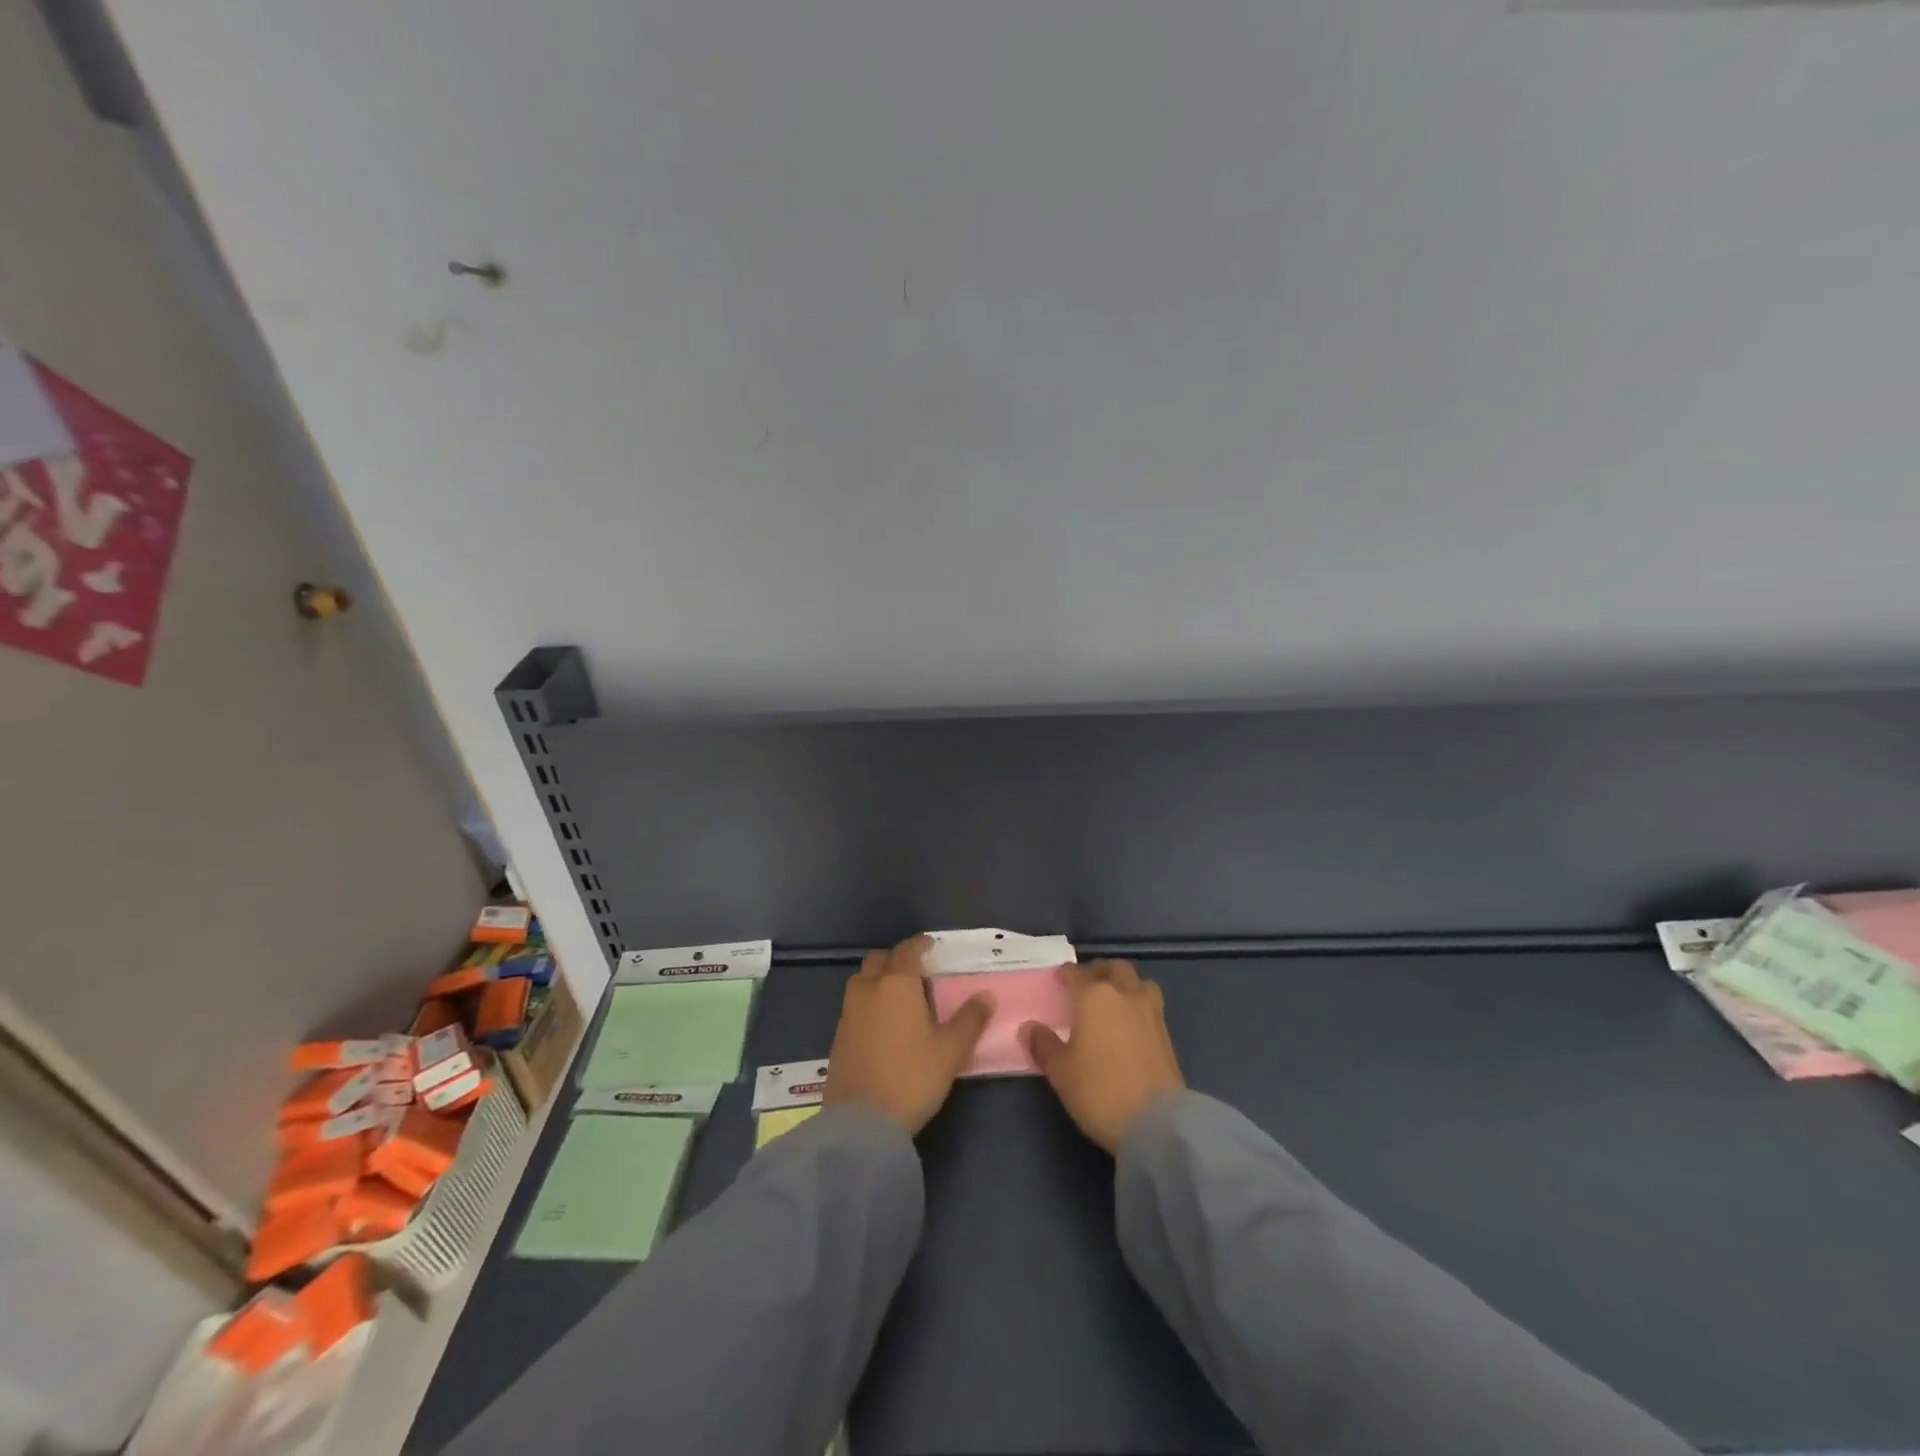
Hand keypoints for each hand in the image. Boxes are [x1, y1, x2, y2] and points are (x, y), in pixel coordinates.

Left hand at [824, 935, 993, 1134]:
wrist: (861, 1122)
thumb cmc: (912, 1077)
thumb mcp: (950, 1051)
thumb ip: (969, 1020)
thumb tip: (986, 996)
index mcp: (897, 984)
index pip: (908, 950)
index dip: (921, 944)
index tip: (932, 947)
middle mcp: (868, 989)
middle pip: (879, 959)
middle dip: (896, 959)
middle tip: (916, 973)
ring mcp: (848, 1012)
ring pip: (862, 981)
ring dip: (878, 980)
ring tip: (899, 998)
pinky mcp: (837, 1036)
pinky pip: (854, 1006)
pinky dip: (868, 1004)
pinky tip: (882, 1025)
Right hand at [1026, 960, 1184, 1152]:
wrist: (1156, 1123)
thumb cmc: (1099, 1090)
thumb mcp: (1060, 1072)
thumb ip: (1043, 1045)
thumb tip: (1029, 1027)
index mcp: (1094, 996)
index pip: (1077, 973)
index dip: (1065, 974)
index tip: (1058, 981)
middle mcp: (1124, 994)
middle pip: (1113, 968)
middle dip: (1098, 971)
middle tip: (1085, 985)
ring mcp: (1150, 1012)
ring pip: (1138, 982)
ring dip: (1124, 984)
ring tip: (1112, 1000)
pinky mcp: (1167, 1034)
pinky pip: (1150, 1004)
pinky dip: (1137, 1005)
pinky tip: (1128, 1024)